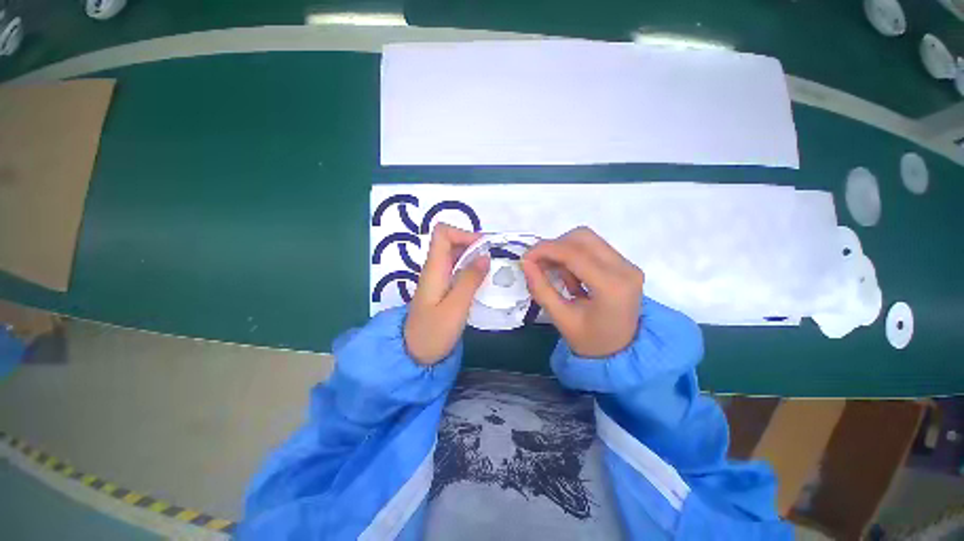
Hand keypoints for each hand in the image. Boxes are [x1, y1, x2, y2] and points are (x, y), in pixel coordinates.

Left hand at [404, 224, 489, 364]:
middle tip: (494, 259)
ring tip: (493, 269)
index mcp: (434, 268)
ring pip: (456, 256)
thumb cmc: (433, 333)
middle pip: (452, 242)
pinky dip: (472, 270)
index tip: (483, 247)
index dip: (463, 233)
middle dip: (474, 245)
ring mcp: (438, 279)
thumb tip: (485, 256)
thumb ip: (470, 280)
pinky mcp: (443, 289)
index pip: (443, 233)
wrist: (414, 355)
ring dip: (475, 258)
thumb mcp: (455, 307)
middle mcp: (435, 269)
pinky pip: (458, 270)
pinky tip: (483, 282)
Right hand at [521, 227, 643, 357]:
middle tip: (538, 264)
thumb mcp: (561, 318)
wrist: (622, 352)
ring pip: (587, 239)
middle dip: (554, 247)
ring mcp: (627, 265)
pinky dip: (574, 256)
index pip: (574, 253)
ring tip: (556, 275)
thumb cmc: (590, 341)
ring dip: (564, 251)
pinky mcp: (624, 265)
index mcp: (612, 287)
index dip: (545, 250)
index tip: (525, 258)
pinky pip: (593, 248)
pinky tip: (570, 277)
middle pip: (582, 237)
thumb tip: (525, 263)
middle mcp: (625, 269)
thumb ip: (541, 289)